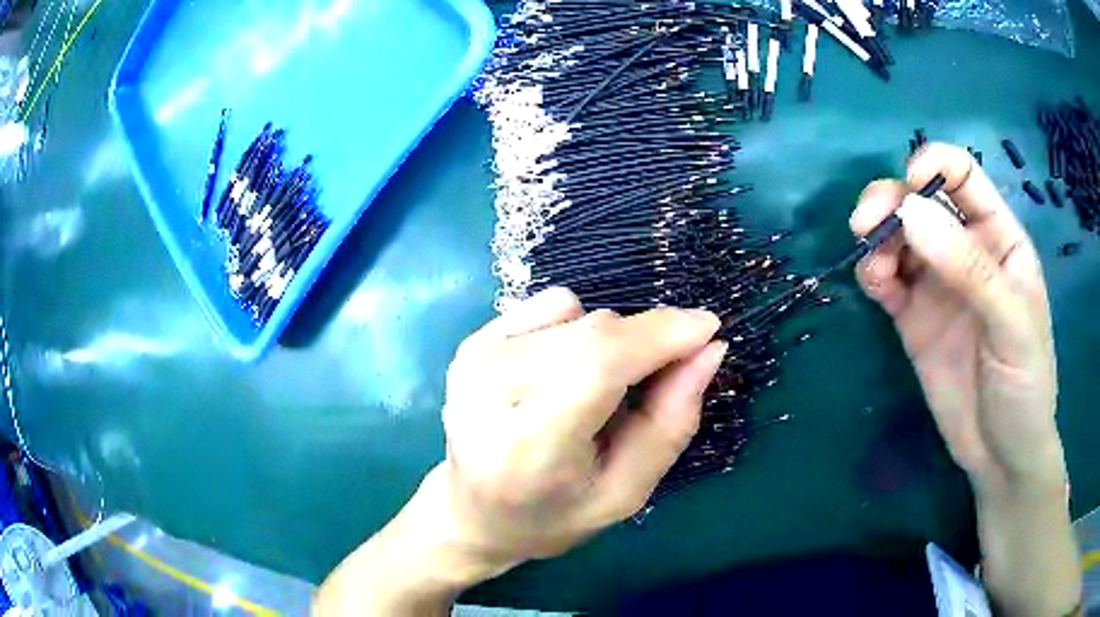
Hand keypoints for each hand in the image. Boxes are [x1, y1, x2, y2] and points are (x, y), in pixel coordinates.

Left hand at [315, 288, 724, 614]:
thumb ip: (670, 424)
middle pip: (593, 332)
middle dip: (646, 340)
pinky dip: (576, 332)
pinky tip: (560, 376)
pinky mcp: (472, 341)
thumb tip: (708, 349)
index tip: (708, 329)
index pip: (599, 365)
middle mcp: (489, 390)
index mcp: (527, 447)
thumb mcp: (625, 494)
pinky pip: (553, 306)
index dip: (659, 336)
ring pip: (579, 313)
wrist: (471, 512)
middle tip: (662, 378)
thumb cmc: (553, 516)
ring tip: (594, 394)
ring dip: (608, 343)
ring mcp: (474, 358)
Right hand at [850, 143, 1063, 488]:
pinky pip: (888, 280)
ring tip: (874, 267)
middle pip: (920, 199)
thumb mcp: (1011, 326)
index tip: (909, 186)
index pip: (962, 175)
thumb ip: (969, 268)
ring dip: (877, 237)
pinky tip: (874, 285)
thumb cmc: (1025, 387)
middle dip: (890, 201)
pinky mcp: (914, 318)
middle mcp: (965, 250)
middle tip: (867, 224)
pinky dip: (873, 273)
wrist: (1001, 457)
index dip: (933, 165)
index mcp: (998, 238)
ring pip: (898, 236)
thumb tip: (910, 211)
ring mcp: (938, 285)